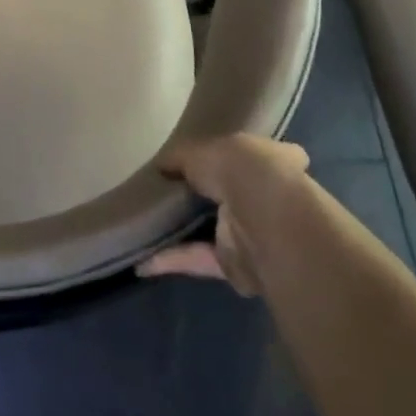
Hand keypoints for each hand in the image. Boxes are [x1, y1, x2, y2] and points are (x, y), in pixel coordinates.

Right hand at [138, 134, 309, 294]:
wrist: (265, 222)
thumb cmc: (243, 170)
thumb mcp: (202, 149)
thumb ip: (181, 157)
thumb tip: (162, 164)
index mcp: (275, 162)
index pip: (264, 155)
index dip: (242, 155)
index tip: (217, 156)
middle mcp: (269, 199)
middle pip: (236, 195)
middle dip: (209, 195)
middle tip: (170, 188)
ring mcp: (255, 235)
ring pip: (216, 231)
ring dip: (187, 230)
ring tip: (149, 221)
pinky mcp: (236, 266)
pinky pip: (198, 260)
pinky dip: (171, 260)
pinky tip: (141, 260)